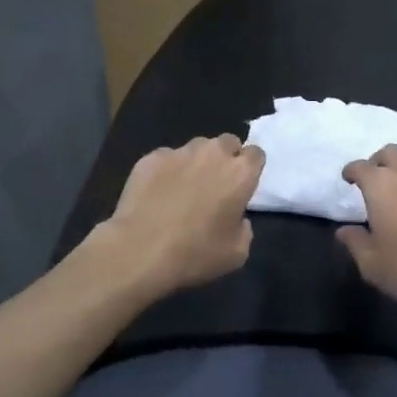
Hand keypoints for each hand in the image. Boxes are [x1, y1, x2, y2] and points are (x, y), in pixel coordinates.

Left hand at [93, 135, 264, 298]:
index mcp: (240, 173)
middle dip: (225, 158)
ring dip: (197, 162)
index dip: (250, 168)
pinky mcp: (152, 157)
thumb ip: (244, 227)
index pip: (256, 154)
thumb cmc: (195, 253)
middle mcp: (213, 153)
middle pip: (227, 142)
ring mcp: (180, 152)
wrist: (140, 250)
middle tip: (215, 184)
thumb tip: (236, 217)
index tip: (242, 185)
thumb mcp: (237, 253)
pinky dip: (167, 170)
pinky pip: (167, 158)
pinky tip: (157, 193)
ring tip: (184, 187)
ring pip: (196, 147)